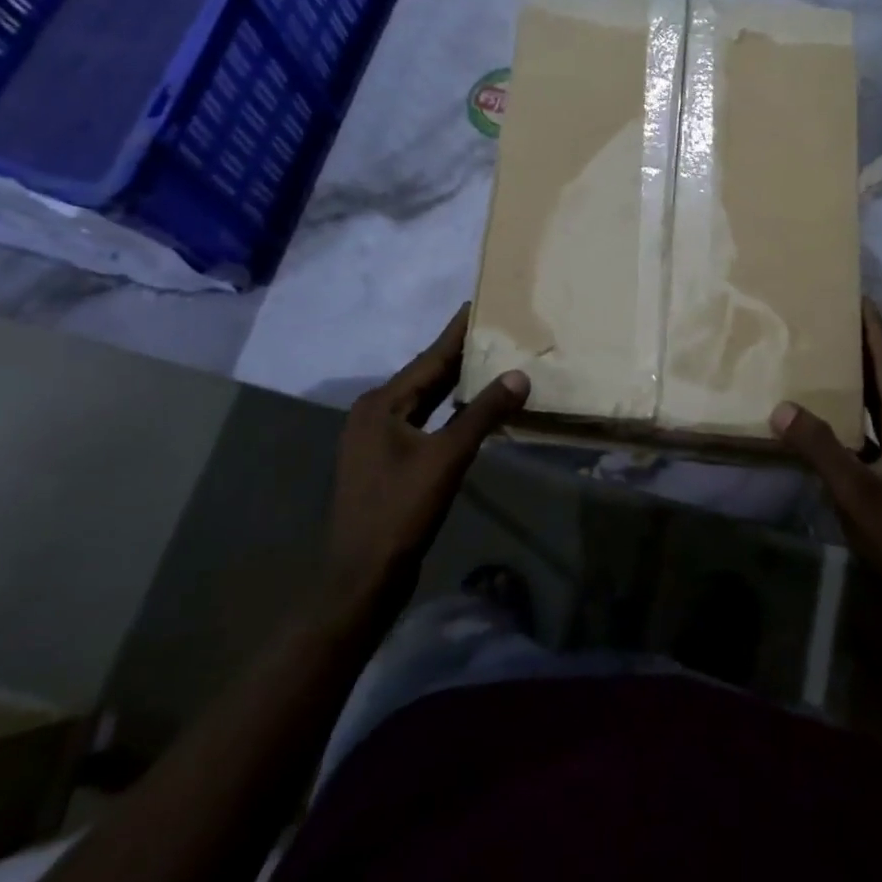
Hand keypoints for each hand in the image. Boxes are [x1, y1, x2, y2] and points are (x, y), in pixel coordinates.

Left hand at [323, 305, 528, 620]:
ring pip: (425, 401)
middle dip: (459, 355)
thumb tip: (519, 375)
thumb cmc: (400, 510)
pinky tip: (471, 409)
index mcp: (381, 404)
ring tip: (491, 361)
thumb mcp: (447, 458)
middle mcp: (375, 413)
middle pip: (425, 376)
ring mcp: (377, 440)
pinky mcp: (386, 462)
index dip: (456, 332)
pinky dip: (448, 412)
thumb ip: (483, 413)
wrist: (362, 577)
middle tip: (495, 330)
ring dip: (455, 385)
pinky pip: (423, 423)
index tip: (478, 304)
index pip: (429, 358)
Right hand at [772, 300, 881, 666]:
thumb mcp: (855, 491)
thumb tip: (781, 407)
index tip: (858, 299)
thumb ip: (819, 448)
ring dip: (853, 382)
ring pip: (875, 408)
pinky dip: (844, 419)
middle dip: (862, 349)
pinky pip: (864, 435)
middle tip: (831, 320)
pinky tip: (818, 419)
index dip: (875, 333)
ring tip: (821, 358)